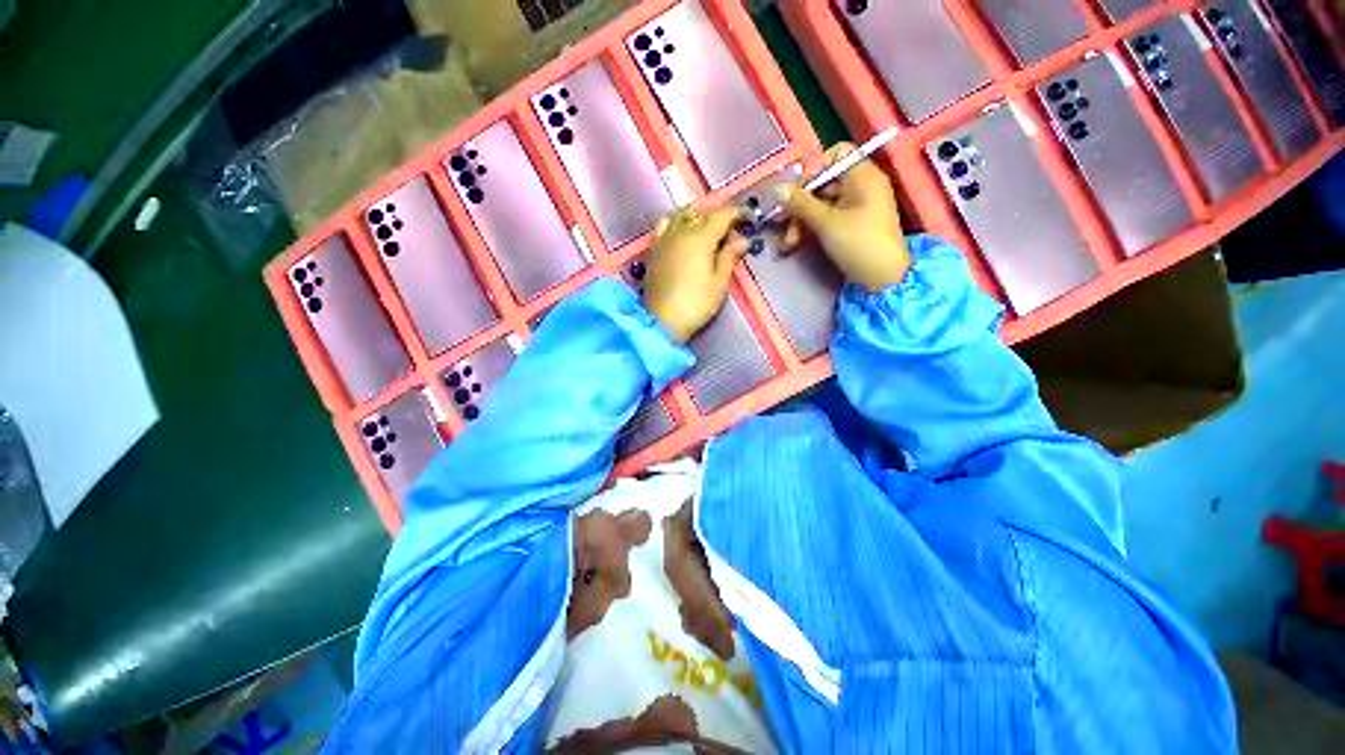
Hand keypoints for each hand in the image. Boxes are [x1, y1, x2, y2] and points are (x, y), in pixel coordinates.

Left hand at [642, 206, 747, 342]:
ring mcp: (664, 239)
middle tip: (730, 233)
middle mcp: (680, 231)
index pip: (722, 215)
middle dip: (718, 217)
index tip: (749, 218)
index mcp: (700, 237)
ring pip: (681, 215)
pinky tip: (681, 235)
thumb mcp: (719, 283)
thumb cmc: (696, 304)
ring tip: (706, 231)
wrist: (662, 320)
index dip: (738, 213)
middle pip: (702, 213)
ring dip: (697, 217)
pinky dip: (676, 223)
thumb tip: (741, 239)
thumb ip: (729, 257)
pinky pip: (665, 226)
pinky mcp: (654, 250)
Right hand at [776, 143, 910, 291]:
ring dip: (801, 221)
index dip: (813, 170)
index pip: (835, 155)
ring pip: (821, 204)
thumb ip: (800, 203)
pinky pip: (827, 219)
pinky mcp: (851, 226)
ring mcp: (856, 207)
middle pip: (823, 183)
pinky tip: (795, 244)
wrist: (882, 279)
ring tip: (788, 243)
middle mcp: (861, 186)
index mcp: (862, 175)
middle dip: (800, 204)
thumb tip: (778, 188)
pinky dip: (811, 228)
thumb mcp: (826, 222)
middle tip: (783, 225)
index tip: (797, 193)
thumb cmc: (858, 243)